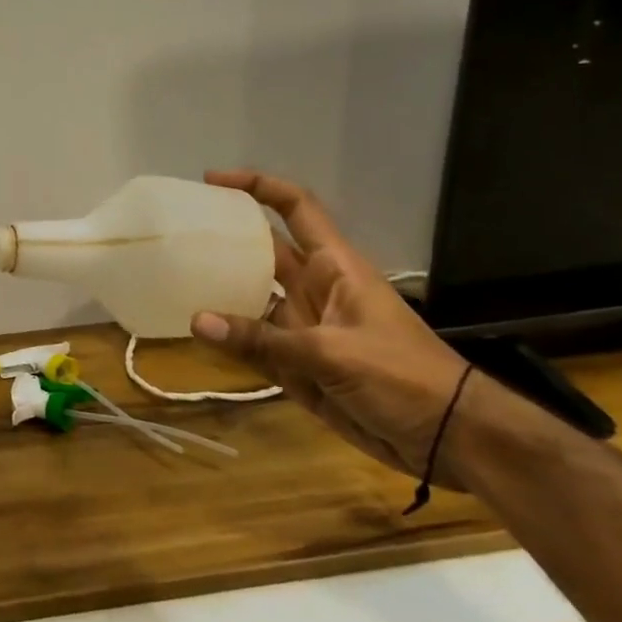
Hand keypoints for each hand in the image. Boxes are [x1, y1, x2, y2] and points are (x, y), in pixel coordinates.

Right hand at [191, 170, 474, 486]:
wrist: (450, 439)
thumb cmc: (404, 376)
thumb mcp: (333, 353)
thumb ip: (263, 339)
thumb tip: (197, 321)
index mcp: (334, 267)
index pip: (295, 209)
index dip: (258, 188)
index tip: (212, 181)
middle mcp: (313, 289)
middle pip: (262, 251)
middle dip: (225, 237)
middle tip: (176, 231)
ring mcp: (303, 328)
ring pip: (251, 299)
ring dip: (218, 290)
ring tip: (171, 277)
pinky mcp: (296, 364)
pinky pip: (252, 344)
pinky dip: (225, 339)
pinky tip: (193, 330)